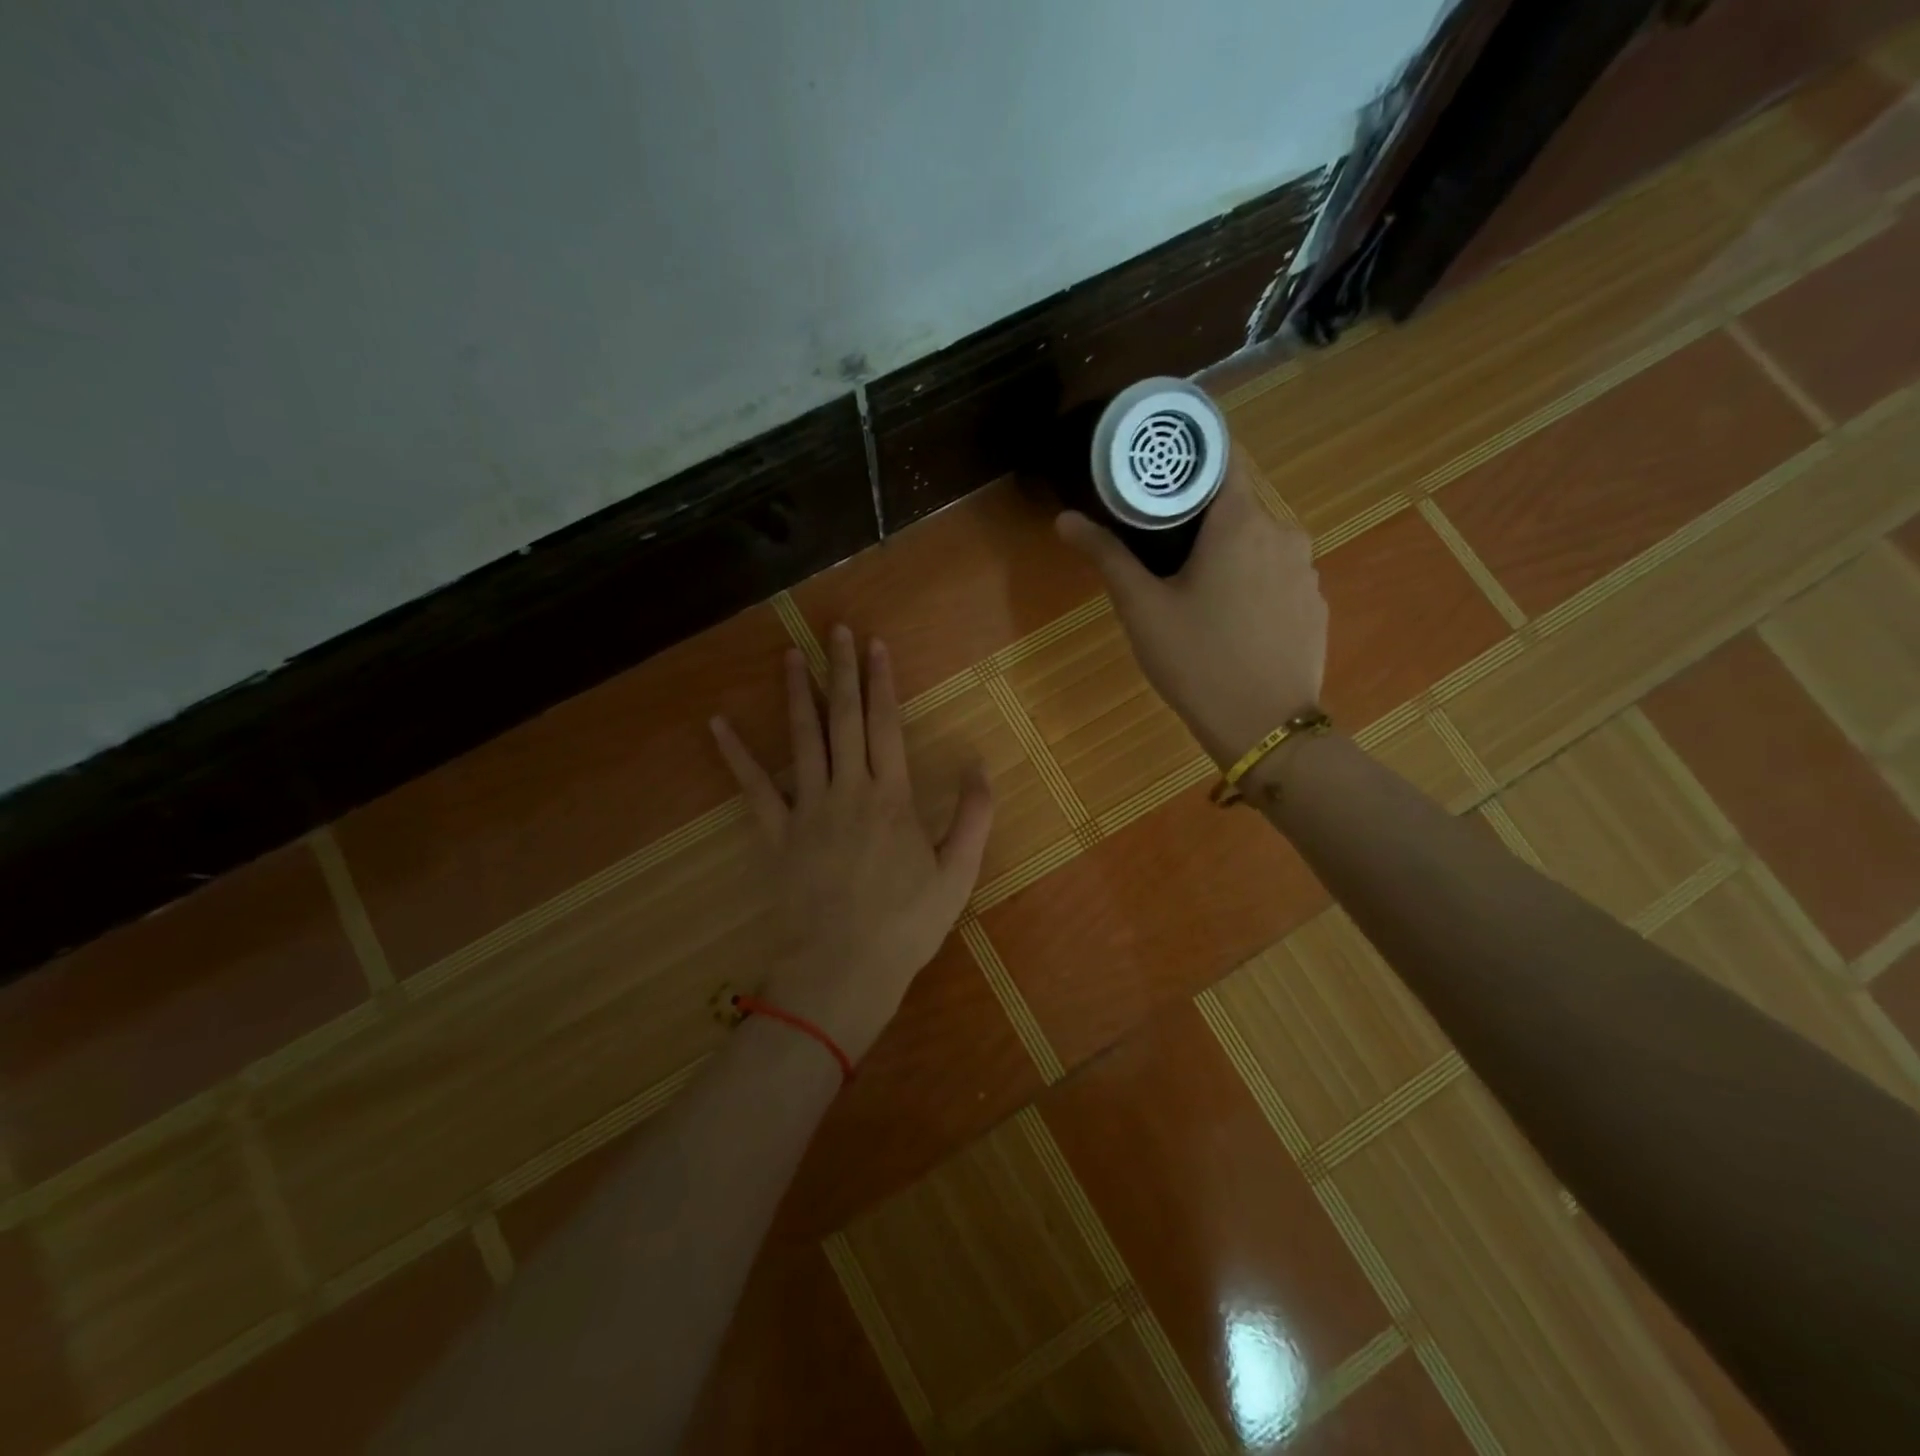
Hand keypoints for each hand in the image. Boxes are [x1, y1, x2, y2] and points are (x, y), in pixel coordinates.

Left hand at [710, 626, 993, 1061]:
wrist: (843, 970)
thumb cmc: (906, 926)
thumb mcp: (957, 875)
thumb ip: (972, 817)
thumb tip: (979, 766)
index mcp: (893, 798)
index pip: (886, 725)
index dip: (882, 682)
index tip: (876, 645)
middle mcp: (849, 790)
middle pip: (844, 719)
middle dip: (842, 671)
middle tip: (837, 631)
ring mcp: (807, 809)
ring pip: (802, 740)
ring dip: (797, 694)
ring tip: (791, 656)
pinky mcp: (775, 834)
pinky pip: (753, 788)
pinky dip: (735, 755)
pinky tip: (717, 724)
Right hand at [1056, 447, 1326, 766]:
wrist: (1264, 727)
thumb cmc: (1197, 660)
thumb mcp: (1142, 609)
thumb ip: (1107, 556)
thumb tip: (1065, 519)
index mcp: (1241, 522)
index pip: (1222, 459)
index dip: (1189, 460)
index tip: (1157, 474)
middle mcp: (1284, 533)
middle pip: (1237, 505)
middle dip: (1199, 518)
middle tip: (1159, 546)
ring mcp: (1306, 571)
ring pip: (1258, 543)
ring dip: (1227, 553)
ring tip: (1193, 589)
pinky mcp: (1314, 605)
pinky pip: (1277, 576)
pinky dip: (1251, 582)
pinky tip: (1229, 620)